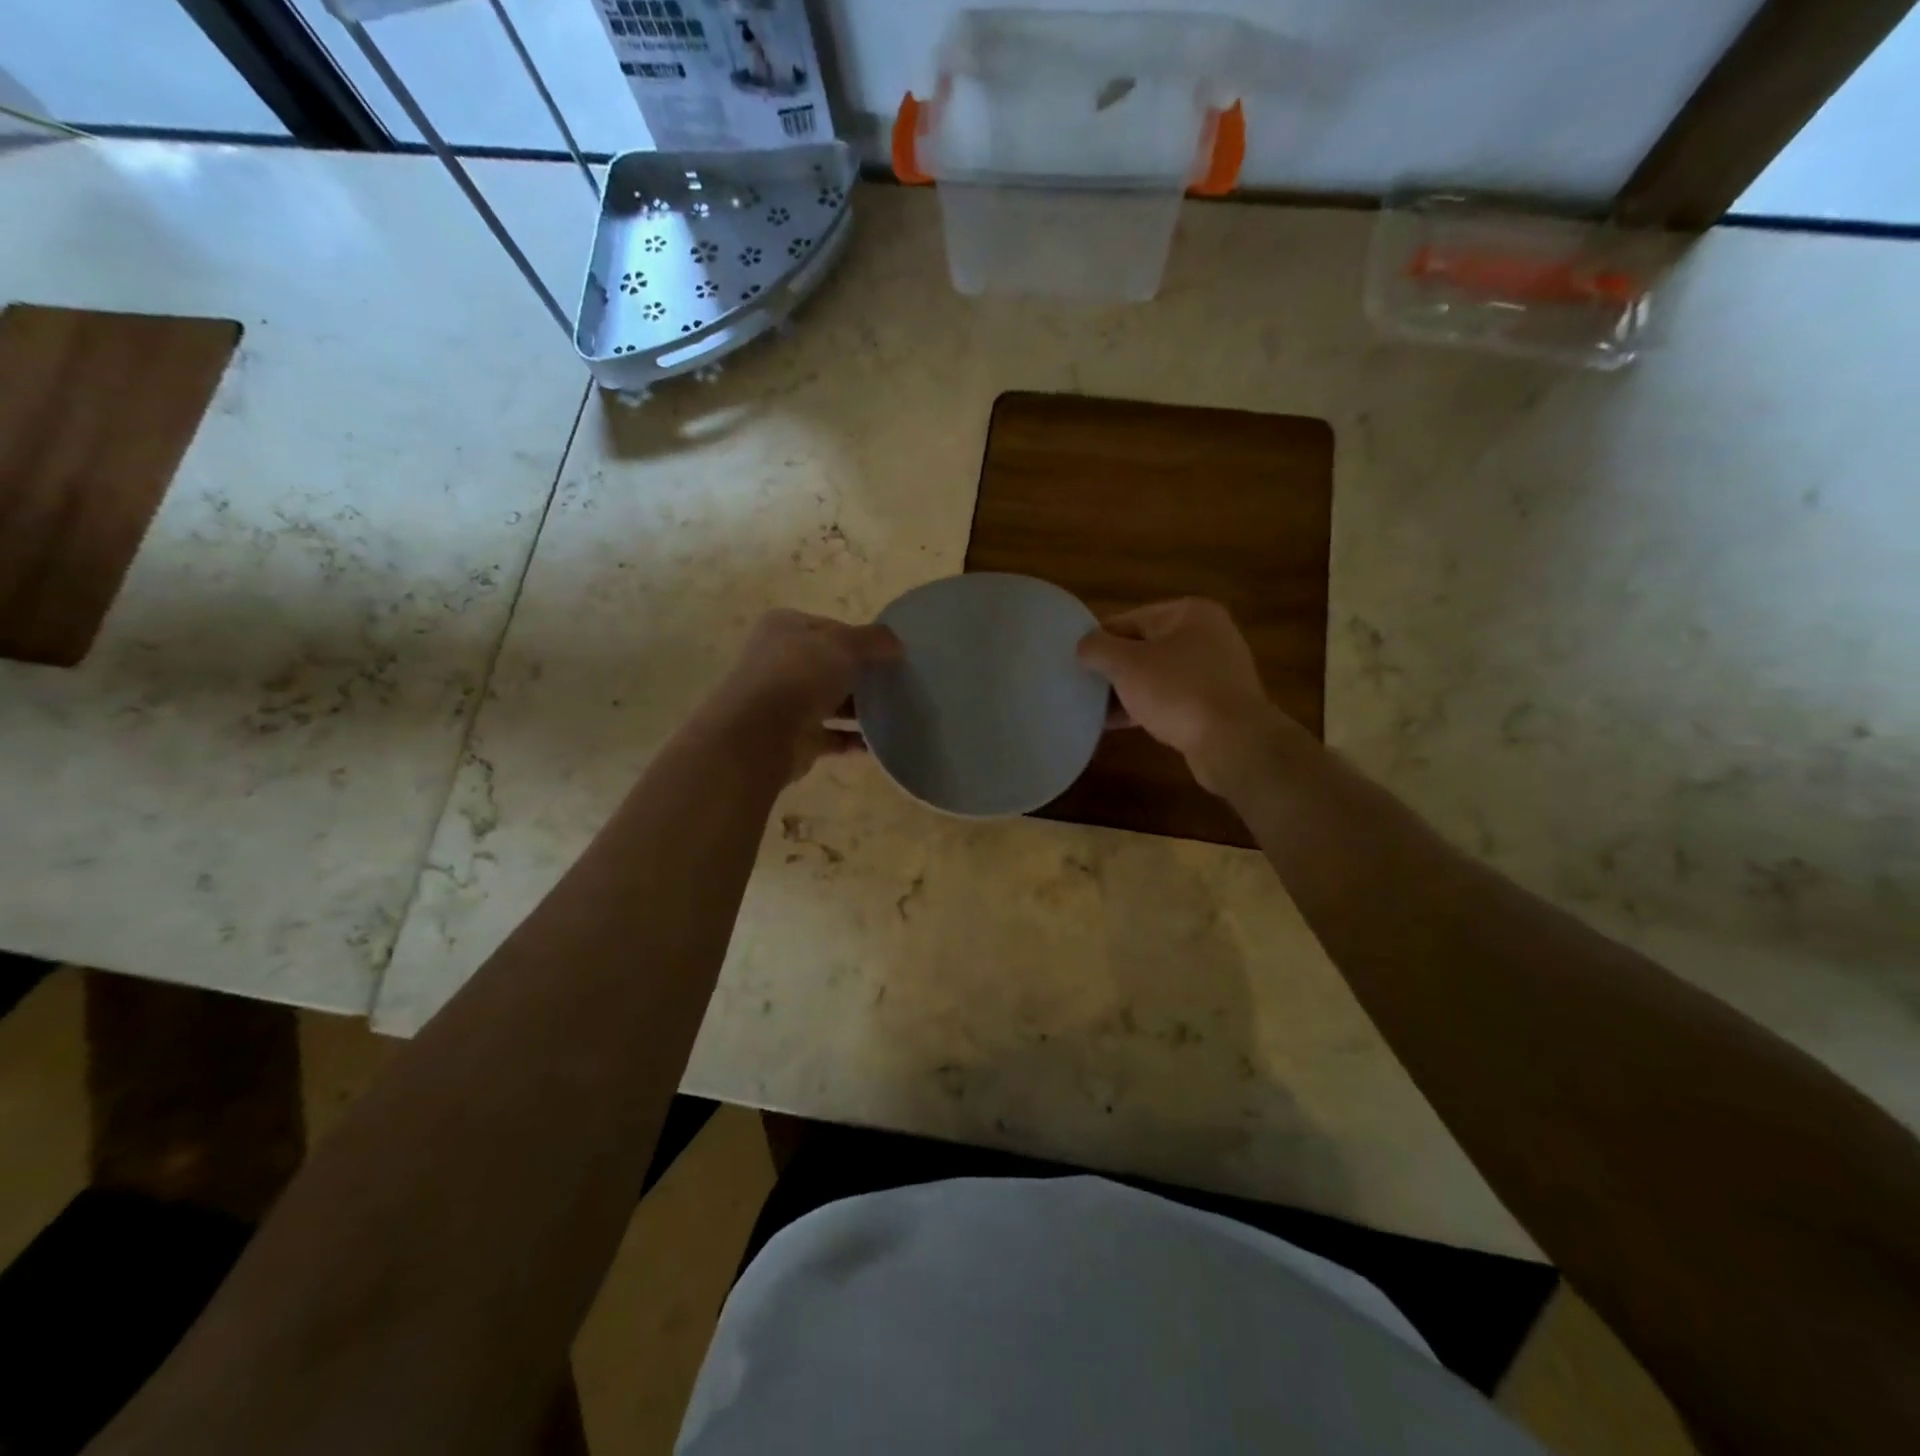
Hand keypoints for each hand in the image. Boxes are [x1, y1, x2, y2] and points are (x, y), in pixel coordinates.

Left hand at [709, 609, 902, 781]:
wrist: (762, 733)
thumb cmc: (800, 675)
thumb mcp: (844, 645)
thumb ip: (873, 640)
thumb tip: (897, 643)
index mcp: (785, 628)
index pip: (831, 628)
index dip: (861, 639)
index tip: (891, 654)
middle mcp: (781, 661)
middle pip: (830, 665)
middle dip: (861, 674)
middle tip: (896, 683)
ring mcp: (785, 701)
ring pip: (830, 700)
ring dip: (859, 707)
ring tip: (895, 711)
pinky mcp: (795, 737)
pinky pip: (832, 735)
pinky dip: (853, 738)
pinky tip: (879, 741)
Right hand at [1077, 599, 1303, 792]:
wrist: (1234, 743)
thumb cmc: (1178, 692)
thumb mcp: (1127, 665)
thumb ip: (1098, 648)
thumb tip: (1084, 646)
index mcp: (1189, 613)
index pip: (1129, 619)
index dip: (1099, 642)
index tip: (1075, 664)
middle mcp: (1207, 635)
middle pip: (1144, 647)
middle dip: (1114, 668)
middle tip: (1083, 688)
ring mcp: (1215, 670)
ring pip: (1157, 675)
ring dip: (1127, 690)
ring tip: (1095, 709)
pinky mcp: (1216, 703)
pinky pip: (1172, 698)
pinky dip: (1147, 706)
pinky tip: (1119, 724)